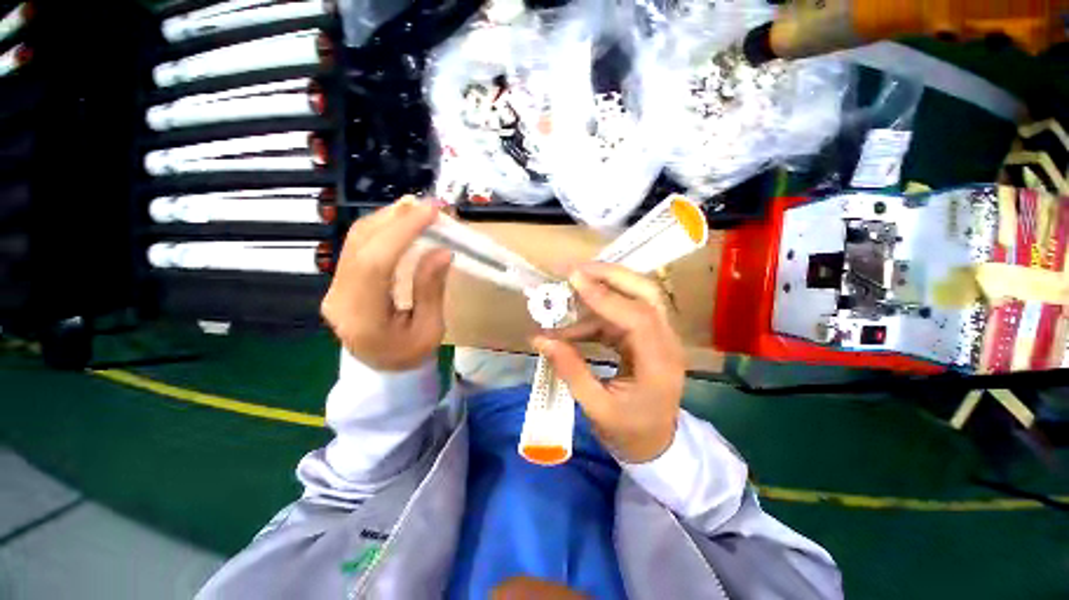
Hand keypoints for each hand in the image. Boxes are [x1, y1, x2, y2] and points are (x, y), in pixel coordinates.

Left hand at [321, 198, 451, 370]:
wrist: (380, 369)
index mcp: (364, 318)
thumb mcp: (430, 329)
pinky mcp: (339, 282)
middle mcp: (340, 299)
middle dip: (395, 218)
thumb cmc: (410, 354)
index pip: (376, 263)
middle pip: (361, 245)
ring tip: (416, 209)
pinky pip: (357, 247)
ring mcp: (335, 289)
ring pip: (355, 241)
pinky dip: (381, 229)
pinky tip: (400, 223)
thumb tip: (441, 251)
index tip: (430, 212)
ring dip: (387, 219)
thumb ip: (431, 289)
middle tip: (427, 204)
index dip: (402, 232)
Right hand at [533, 262, 684, 463]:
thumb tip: (541, 339)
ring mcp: (659, 337)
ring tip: (566, 294)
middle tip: (575, 271)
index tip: (574, 280)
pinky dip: (596, 315)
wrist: (657, 446)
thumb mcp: (596, 408)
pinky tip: (572, 326)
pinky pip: (621, 316)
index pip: (638, 317)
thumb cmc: (629, 433)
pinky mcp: (646, 338)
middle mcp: (666, 342)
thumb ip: (570, 370)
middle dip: (610, 276)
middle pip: (646, 293)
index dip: (605, 296)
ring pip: (635, 298)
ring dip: (600, 292)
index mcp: (660, 365)